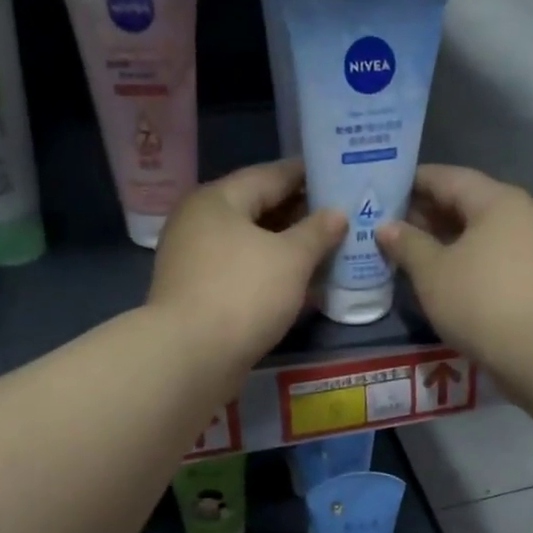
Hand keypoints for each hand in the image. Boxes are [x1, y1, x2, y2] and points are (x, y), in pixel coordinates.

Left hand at [149, 160, 346, 367]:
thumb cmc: (243, 294)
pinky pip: (243, 273)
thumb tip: (337, 214)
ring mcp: (195, 260)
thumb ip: (317, 232)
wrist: (190, 357)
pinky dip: (271, 274)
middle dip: (300, 214)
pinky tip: (301, 285)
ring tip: (328, 250)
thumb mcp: (291, 259)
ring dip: (287, 248)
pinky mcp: (199, 294)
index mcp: (218, 199)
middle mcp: (200, 222)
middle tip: (342, 216)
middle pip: (258, 209)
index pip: (271, 175)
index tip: (340, 176)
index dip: (307, 175)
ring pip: (252, 244)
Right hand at [375, 166, 532, 365]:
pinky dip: (458, 261)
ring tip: (402, 252)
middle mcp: (517, 216)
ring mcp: (527, 249)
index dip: (411, 182)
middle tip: (383, 225)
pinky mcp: (528, 280)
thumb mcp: (432, 271)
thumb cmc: (480, 299)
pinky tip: (434, 276)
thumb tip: (386, 227)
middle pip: (463, 204)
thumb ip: (407, 244)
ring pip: (474, 234)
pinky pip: (485, 258)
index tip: (380, 191)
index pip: (446, 177)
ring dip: (439, 241)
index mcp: (495, 200)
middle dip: (423, 214)